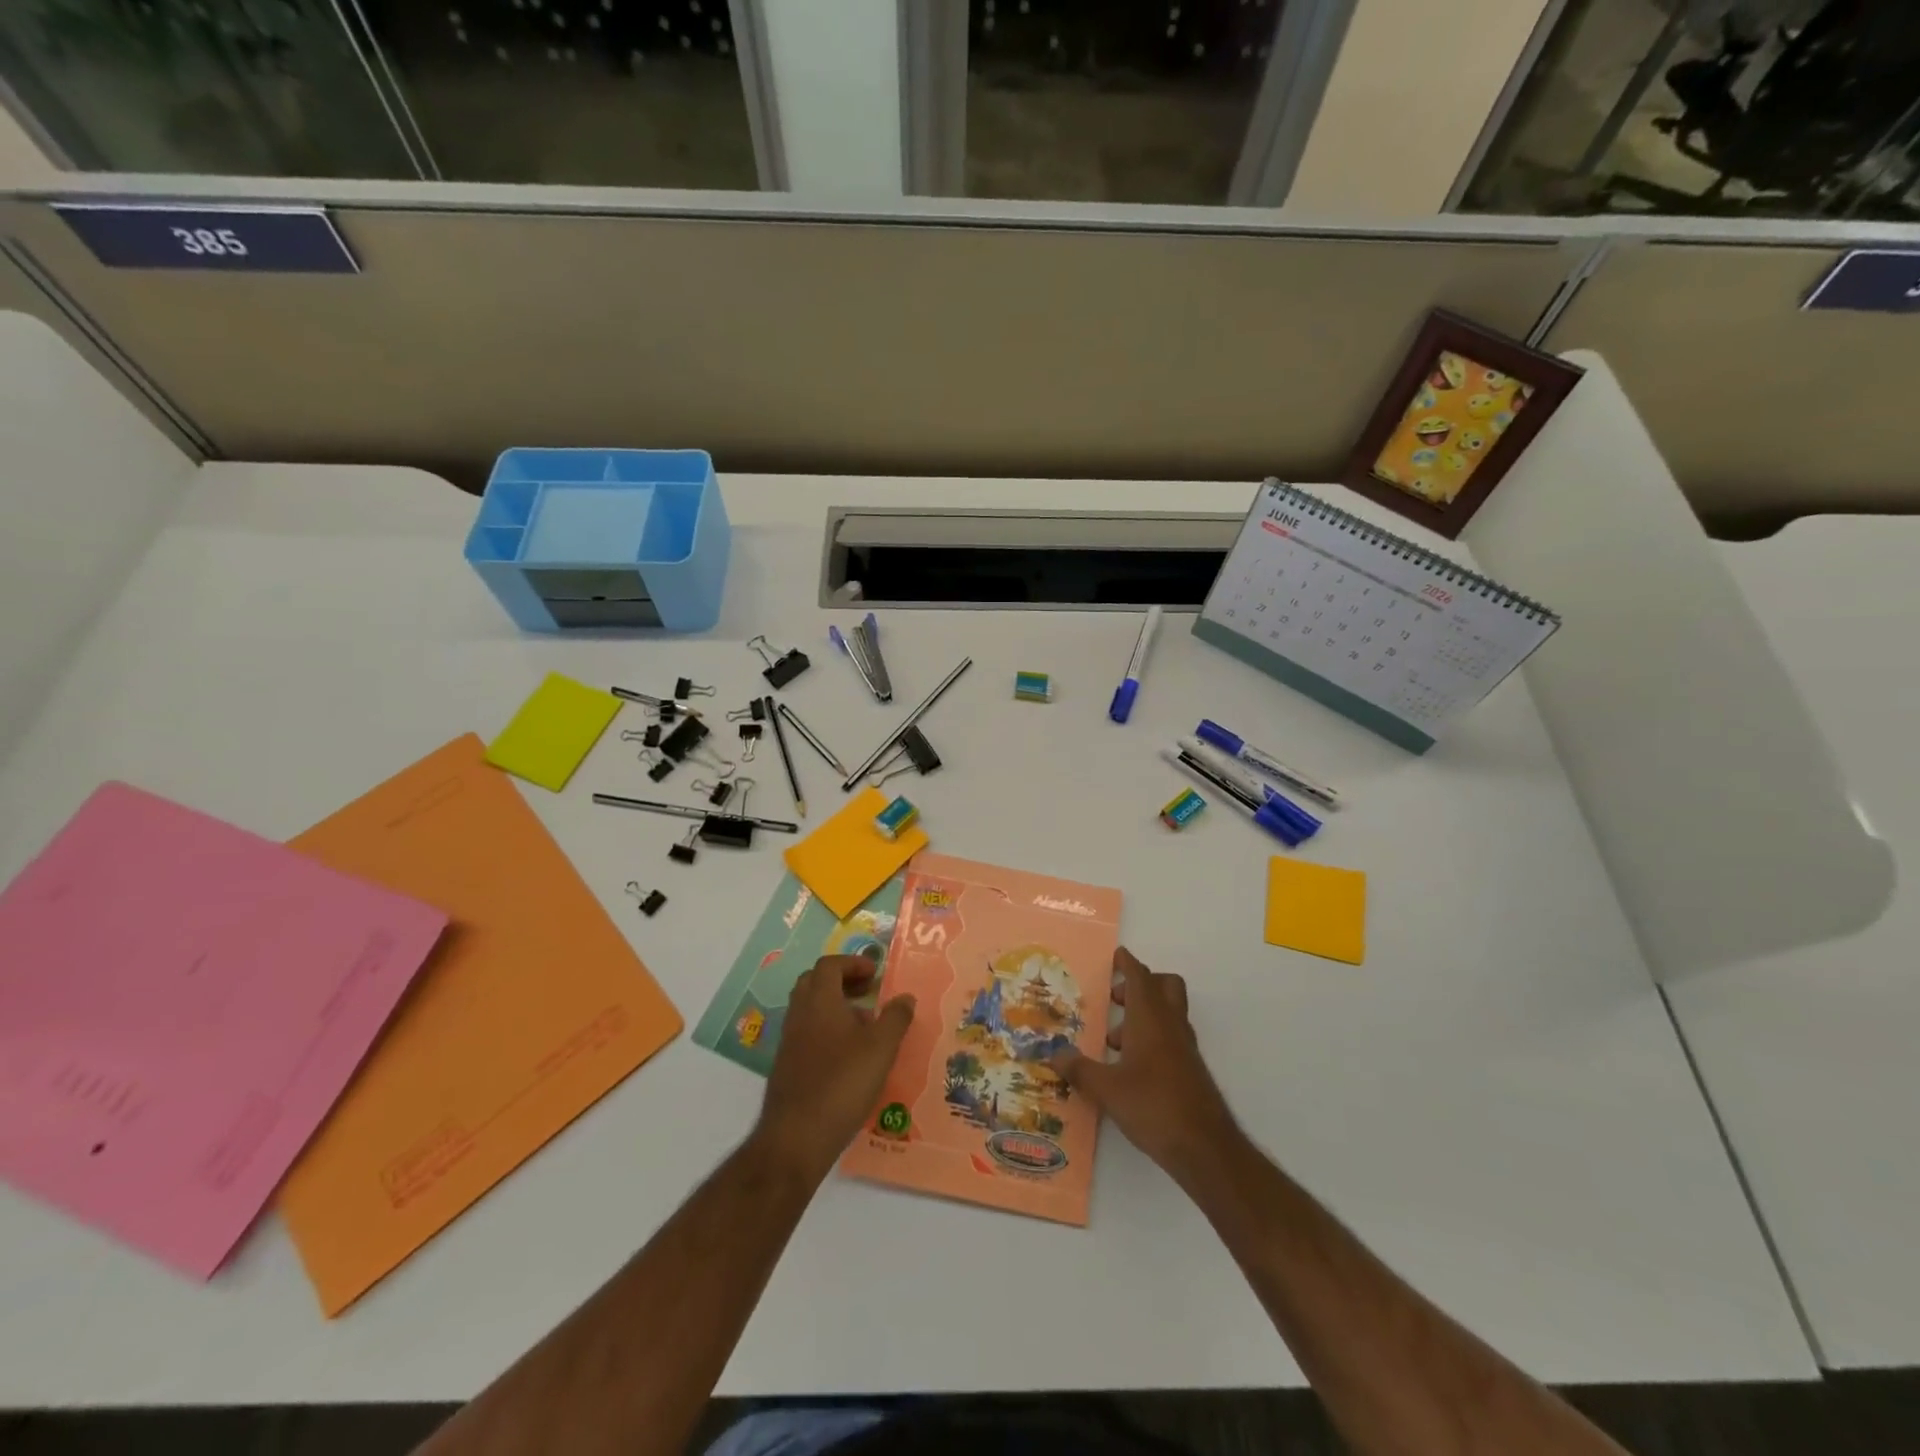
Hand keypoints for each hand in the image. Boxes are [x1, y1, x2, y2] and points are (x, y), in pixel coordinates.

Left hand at [753, 956, 914, 1183]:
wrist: (796, 1137)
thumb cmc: (842, 1083)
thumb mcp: (881, 1048)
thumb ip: (895, 1018)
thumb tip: (905, 997)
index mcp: (819, 1001)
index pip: (829, 965)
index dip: (853, 963)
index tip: (875, 973)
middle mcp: (799, 1015)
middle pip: (814, 982)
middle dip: (841, 981)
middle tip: (867, 992)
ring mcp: (789, 1042)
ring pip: (809, 1010)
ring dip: (834, 1008)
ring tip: (864, 1027)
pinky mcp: (786, 1067)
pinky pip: (806, 1034)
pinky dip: (826, 1032)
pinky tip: (848, 1058)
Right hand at [1051, 946, 1240, 1185]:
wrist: (1204, 1147)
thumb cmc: (1153, 1106)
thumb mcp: (1107, 1089)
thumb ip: (1079, 1069)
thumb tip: (1053, 1054)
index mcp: (1150, 1018)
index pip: (1140, 977)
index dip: (1128, 963)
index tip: (1116, 956)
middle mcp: (1171, 1025)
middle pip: (1165, 986)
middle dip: (1141, 984)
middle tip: (1115, 998)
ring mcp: (1184, 1048)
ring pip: (1169, 1012)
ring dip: (1144, 1014)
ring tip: (1113, 1040)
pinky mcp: (1190, 1070)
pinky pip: (1170, 1037)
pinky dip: (1152, 1038)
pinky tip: (1131, 1066)